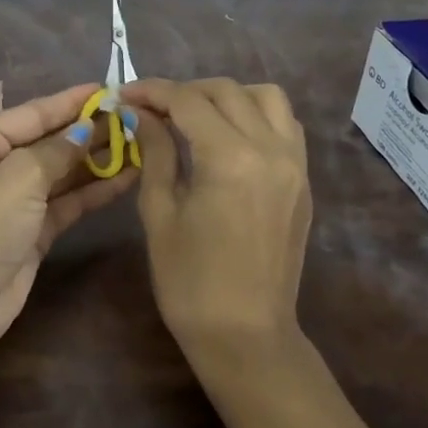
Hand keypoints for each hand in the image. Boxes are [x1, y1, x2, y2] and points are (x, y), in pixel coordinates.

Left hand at [0, 83, 137, 354]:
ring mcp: (17, 199)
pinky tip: (128, 178)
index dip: (72, 101)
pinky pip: (69, 201)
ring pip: (64, 172)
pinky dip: (95, 190)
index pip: (34, 112)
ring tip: (142, 144)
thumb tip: (87, 128)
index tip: (111, 88)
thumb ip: (58, 150)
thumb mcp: (19, 177)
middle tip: (136, 118)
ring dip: (98, 160)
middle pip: (51, 141)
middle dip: (90, 131)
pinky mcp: (34, 230)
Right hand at [118, 78, 311, 358]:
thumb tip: (141, 114)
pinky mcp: (303, 180)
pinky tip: (229, 136)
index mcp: (230, 158)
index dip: (152, 91)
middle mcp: (270, 149)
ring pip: (266, 97)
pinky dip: (256, 115)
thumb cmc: (190, 281)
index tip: (125, 94)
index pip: (188, 101)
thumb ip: (154, 152)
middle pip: (226, 91)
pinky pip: (285, 125)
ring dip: (227, 96)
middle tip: (153, 109)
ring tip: (196, 117)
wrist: (246, 337)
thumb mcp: (160, 212)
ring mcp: (294, 163)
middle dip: (185, 91)